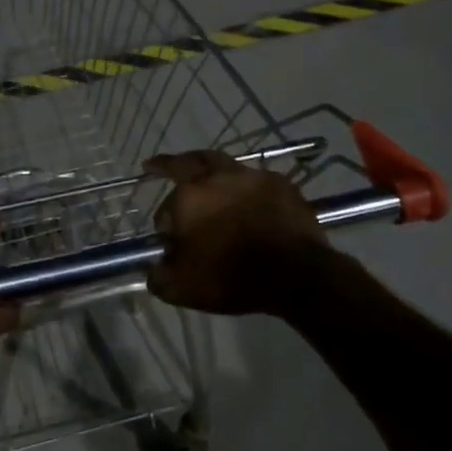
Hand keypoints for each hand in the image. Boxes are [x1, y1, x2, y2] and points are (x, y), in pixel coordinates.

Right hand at [144, 151, 328, 314]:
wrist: (296, 275)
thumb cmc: (232, 278)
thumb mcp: (182, 289)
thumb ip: (159, 277)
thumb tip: (155, 268)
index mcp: (187, 198)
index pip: (165, 208)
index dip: (165, 224)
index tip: (171, 241)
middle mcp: (215, 178)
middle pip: (187, 161)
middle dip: (168, 164)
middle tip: (156, 165)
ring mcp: (250, 177)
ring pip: (222, 164)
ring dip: (208, 170)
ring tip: (206, 179)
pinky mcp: (280, 183)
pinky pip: (254, 179)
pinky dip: (244, 186)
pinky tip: (246, 198)